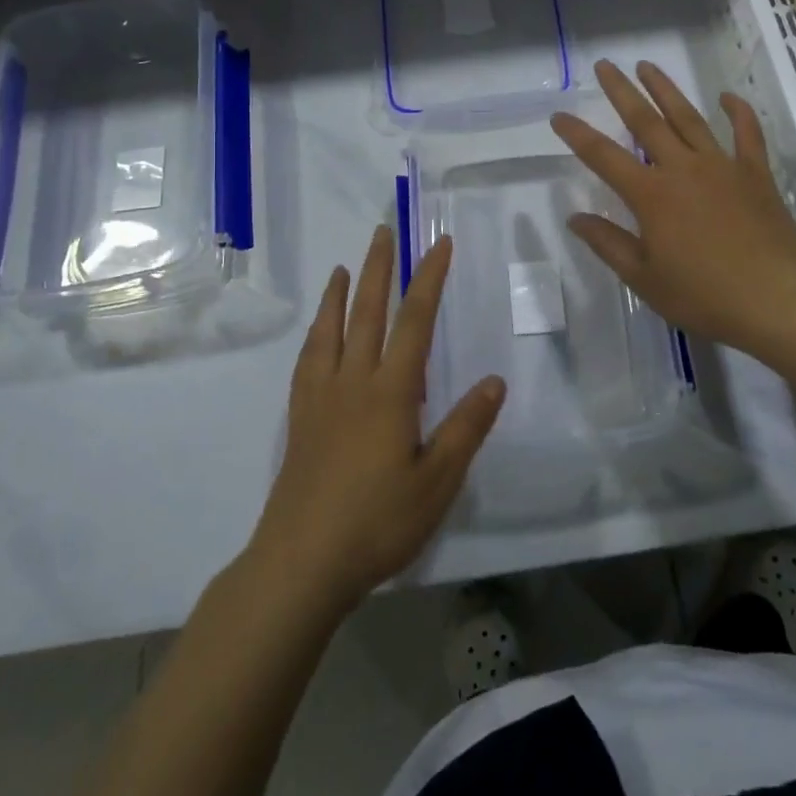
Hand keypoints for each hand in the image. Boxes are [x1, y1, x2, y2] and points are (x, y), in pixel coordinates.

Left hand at [249, 227, 504, 611]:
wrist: (302, 563)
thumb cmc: (378, 522)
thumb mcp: (437, 482)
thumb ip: (466, 428)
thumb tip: (495, 381)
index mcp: (391, 392)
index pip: (415, 321)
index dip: (429, 279)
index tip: (439, 245)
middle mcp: (353, 381)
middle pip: (368, 312)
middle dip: (380, 269)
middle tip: (383, 232)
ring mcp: (321, 397)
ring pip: (332, 330)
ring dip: (341, 293)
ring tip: (345, 266)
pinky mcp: (300, 418)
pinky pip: (308, 360)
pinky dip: (316, 333)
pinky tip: (318, 333)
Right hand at [551, 60, 795, 357]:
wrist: (776, 297)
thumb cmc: (704, 294)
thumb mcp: (645, 278)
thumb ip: (609, 244)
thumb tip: (575, 218)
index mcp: (651, 195)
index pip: (604, 157)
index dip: (578, 135)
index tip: (559, 115)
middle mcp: (683, 169)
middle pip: (646, 121)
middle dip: (622, 92)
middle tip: (606, 65)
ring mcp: (722, 166)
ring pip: (689, 118)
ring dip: (667, 90)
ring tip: (648, 66)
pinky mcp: (755, 173)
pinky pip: (746, 134)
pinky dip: (738, 112)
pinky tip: (727, 96)